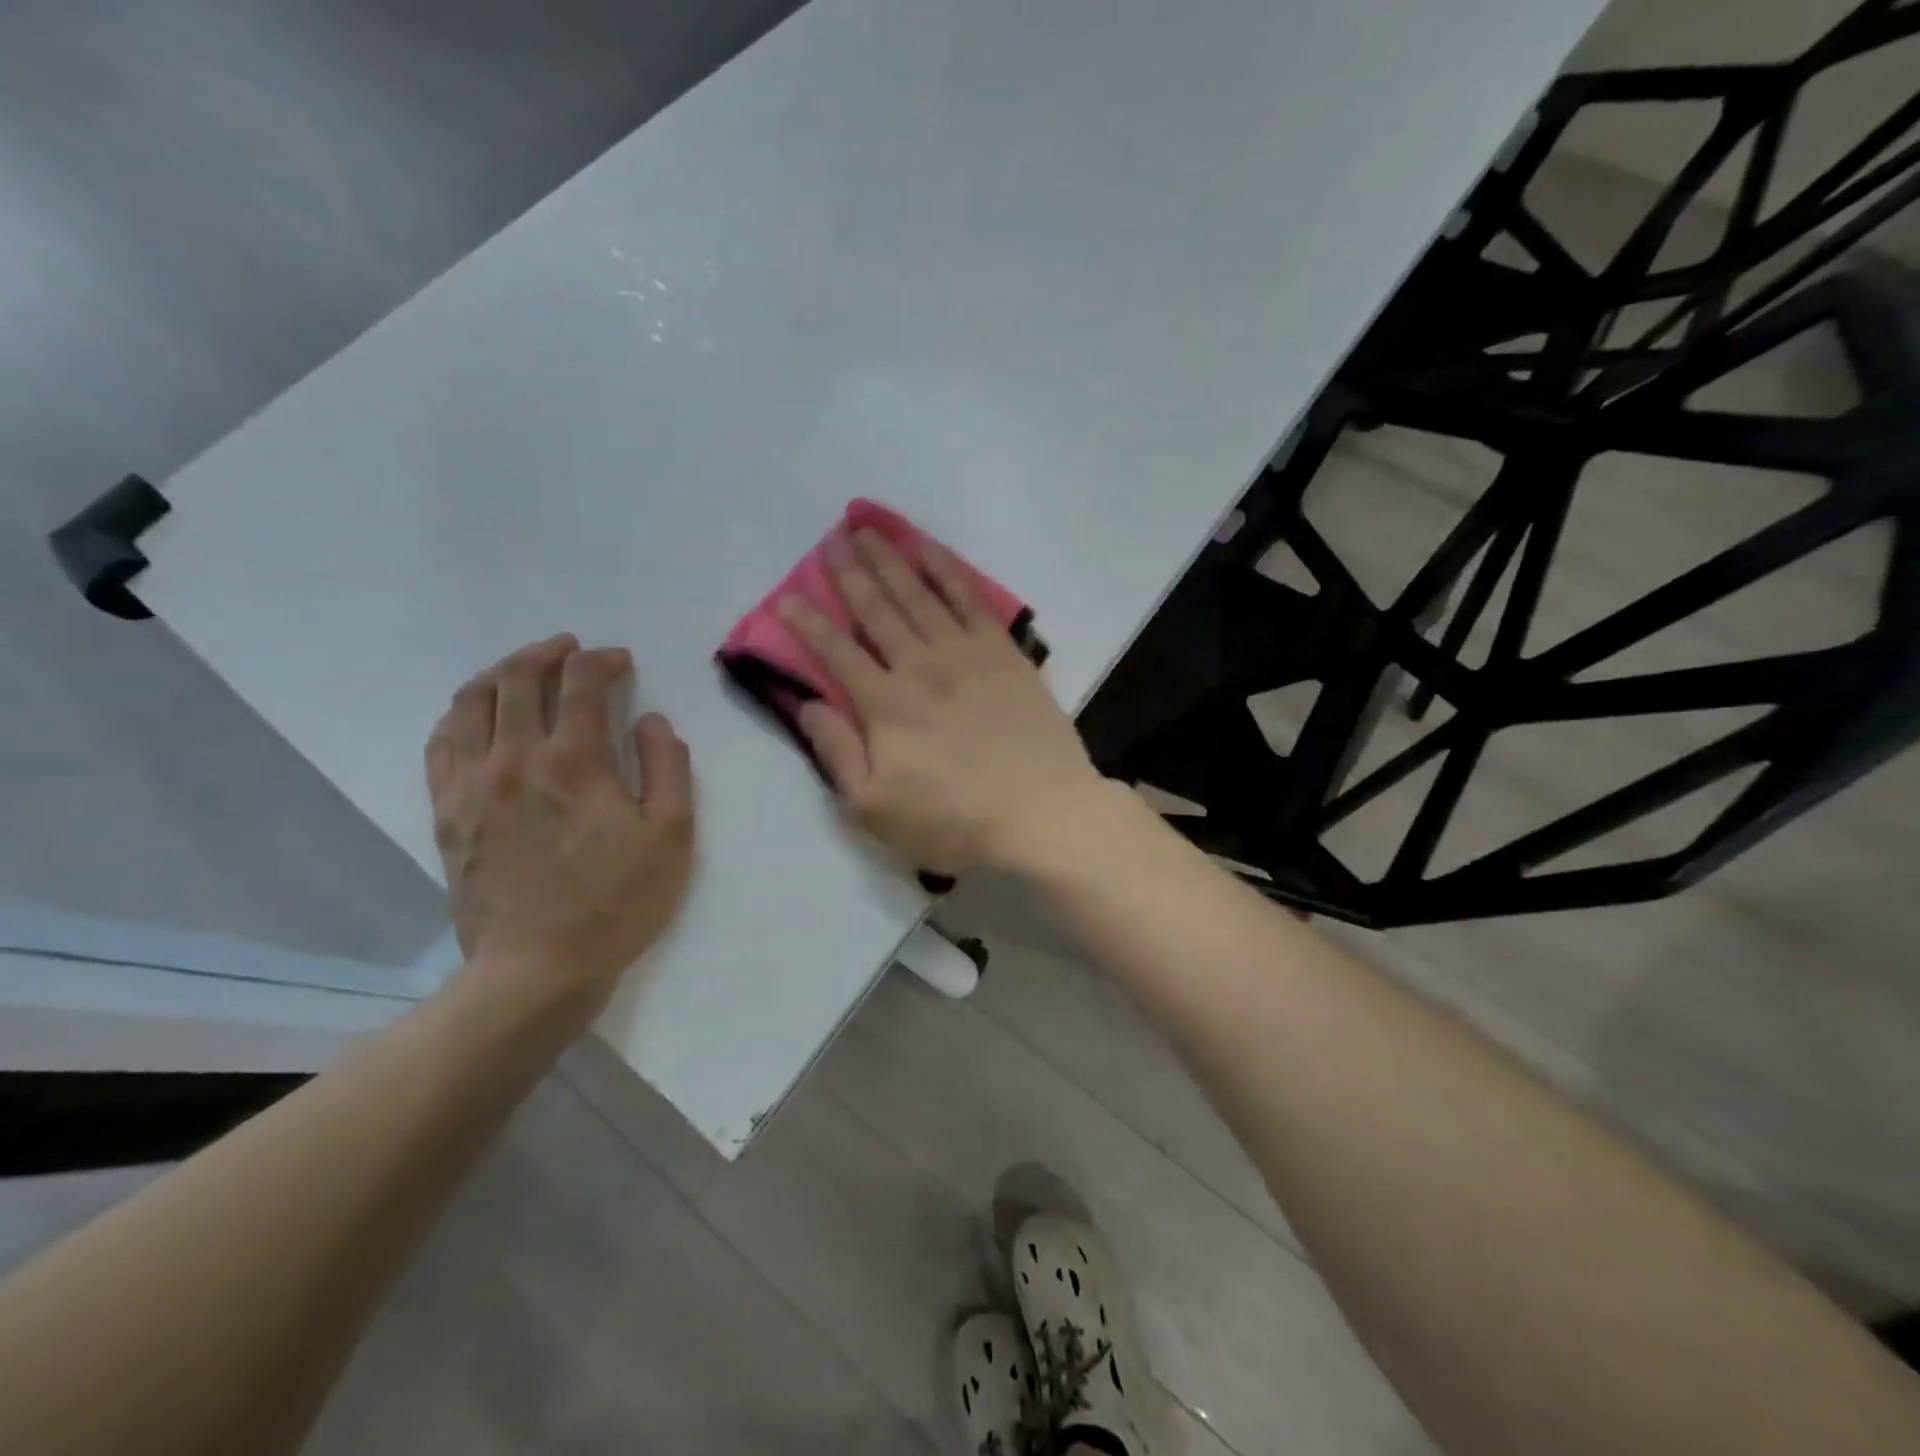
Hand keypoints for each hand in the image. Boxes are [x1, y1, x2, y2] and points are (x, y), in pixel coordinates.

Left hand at [425, 635, 693, 1014]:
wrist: (538, 968)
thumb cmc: (618, 901)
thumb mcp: (672, 836)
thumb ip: (668, 767)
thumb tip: (652, 722)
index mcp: (575, 761)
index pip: (582, 683)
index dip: (603, 661)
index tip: (620, 661)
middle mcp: (515, 759)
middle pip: (518, 679)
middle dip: (548, 653)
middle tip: (572, 649)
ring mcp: (471, 785)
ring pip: (471, 703)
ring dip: (500, 673)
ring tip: (523, 669)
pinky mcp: (445, 812)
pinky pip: (440, 744)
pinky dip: (459, 714)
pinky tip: (476, 714)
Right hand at [777, 530, 1106, 874]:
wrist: (1042, 813)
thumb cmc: (954, 821)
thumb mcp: (875, 809)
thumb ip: (836, 754)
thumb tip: (807, 705)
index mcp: (885, 705)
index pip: (835, 653)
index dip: (806, 623)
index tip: (784, 596)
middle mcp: (920, 666)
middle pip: (877, 610)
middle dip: (849, 572)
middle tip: (831, 540)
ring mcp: (966, 654)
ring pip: (919, 595)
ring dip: (890, 560)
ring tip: (868, 530)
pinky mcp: (1003, 652)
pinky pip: (971, 599)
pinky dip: (947, 570)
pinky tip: (930, 550)